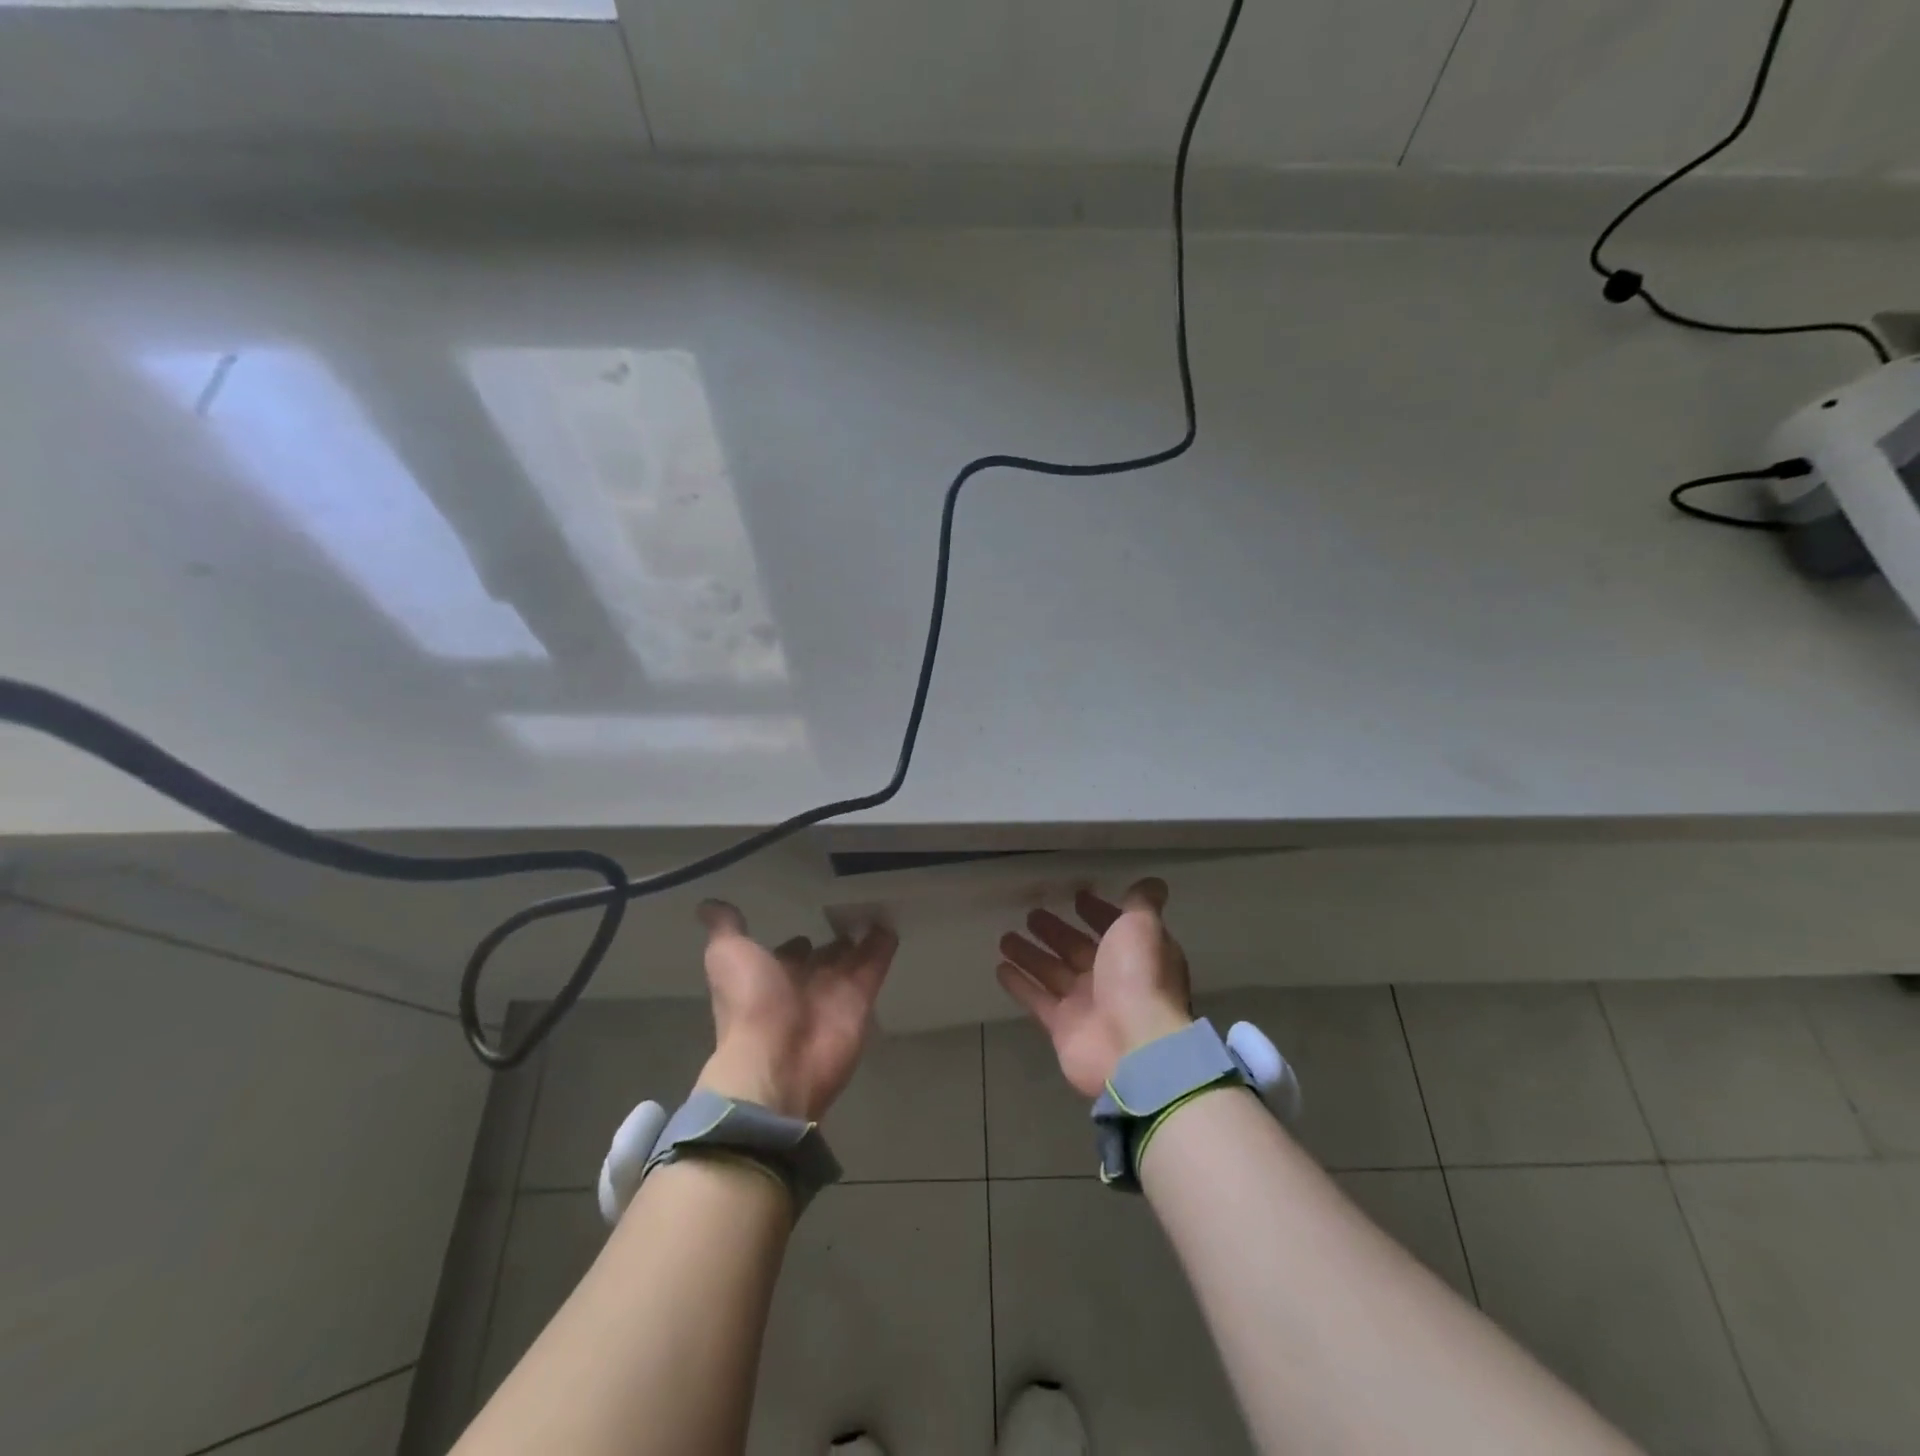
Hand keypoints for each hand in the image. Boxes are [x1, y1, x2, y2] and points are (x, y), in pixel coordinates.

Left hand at [695, 901, 897, 1121]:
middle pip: (825, 956)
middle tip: (854, 910)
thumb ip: (726, 928)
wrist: (778, 1061)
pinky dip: (885, 945)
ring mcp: (835, 991)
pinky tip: (892, 920)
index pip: (790, 951)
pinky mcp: (863, 997)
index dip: (797, 941)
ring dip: (864, 938)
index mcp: (770, 974)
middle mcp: (803, 983)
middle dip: (835, 939)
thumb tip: (707, 904)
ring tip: (878, 908)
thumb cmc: (748, 1006)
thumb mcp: (727, 956)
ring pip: (853, 958)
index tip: (811, 918)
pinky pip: (877, 964)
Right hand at [996, 878, 1193, 1097]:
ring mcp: (1086, 1004)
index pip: (1113, 927)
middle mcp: (1111, 979)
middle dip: (1056, 931)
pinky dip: (1019, 984)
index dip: (1097, 912)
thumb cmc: (1139, 978)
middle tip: (1031, 914)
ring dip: (1030, 954)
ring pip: (1052, 971)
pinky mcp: (1062, 1027)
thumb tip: (1151, 882)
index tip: (1076, 897)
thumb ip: (1141, 903)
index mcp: (1135, 955)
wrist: (1133, 1046)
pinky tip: (1000, 967)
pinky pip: (1036, 999)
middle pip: (1077, 949)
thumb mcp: (1143, 927)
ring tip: (1005, 937)